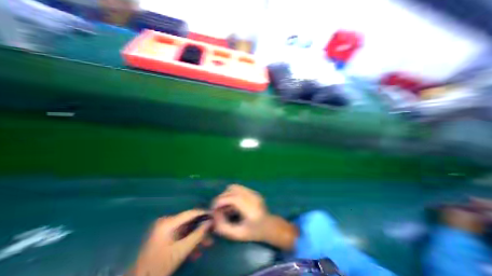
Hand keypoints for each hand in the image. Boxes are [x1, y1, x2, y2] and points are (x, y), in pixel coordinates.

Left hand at [128, 209, 211, 274]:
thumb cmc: (158, 267)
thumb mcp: (181, 251)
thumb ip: (197, 235)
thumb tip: (210, 222)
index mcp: (168, 222)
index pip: (191, 213)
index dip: (204, 214)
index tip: (215, 217)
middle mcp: (167, 221)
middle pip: (189, 222)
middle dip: (201, 229)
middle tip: (212, 235)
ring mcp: (165, 228)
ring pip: (186, 229)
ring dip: (196, 237)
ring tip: (207, 245)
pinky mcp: (165, 235)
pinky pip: (181, 235)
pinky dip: (188, 241)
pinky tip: (195, 252)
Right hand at [210, 185, 297, 250]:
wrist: (270, 225)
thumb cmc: (255, 232)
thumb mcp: (238, 234)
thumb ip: (224, 227)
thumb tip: (214, 216)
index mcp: (251, 208)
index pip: (233, 198)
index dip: (221, 201)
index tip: (213, 209)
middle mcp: (252, 197)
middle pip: (233, 190)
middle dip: (222, 197)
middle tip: (218, 208)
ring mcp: (254, 192)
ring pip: (235, 187)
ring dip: (227, 194)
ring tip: (225, 205)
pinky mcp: (253, 191)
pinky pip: (239, 188)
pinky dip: (232, 193)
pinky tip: (233, 203)